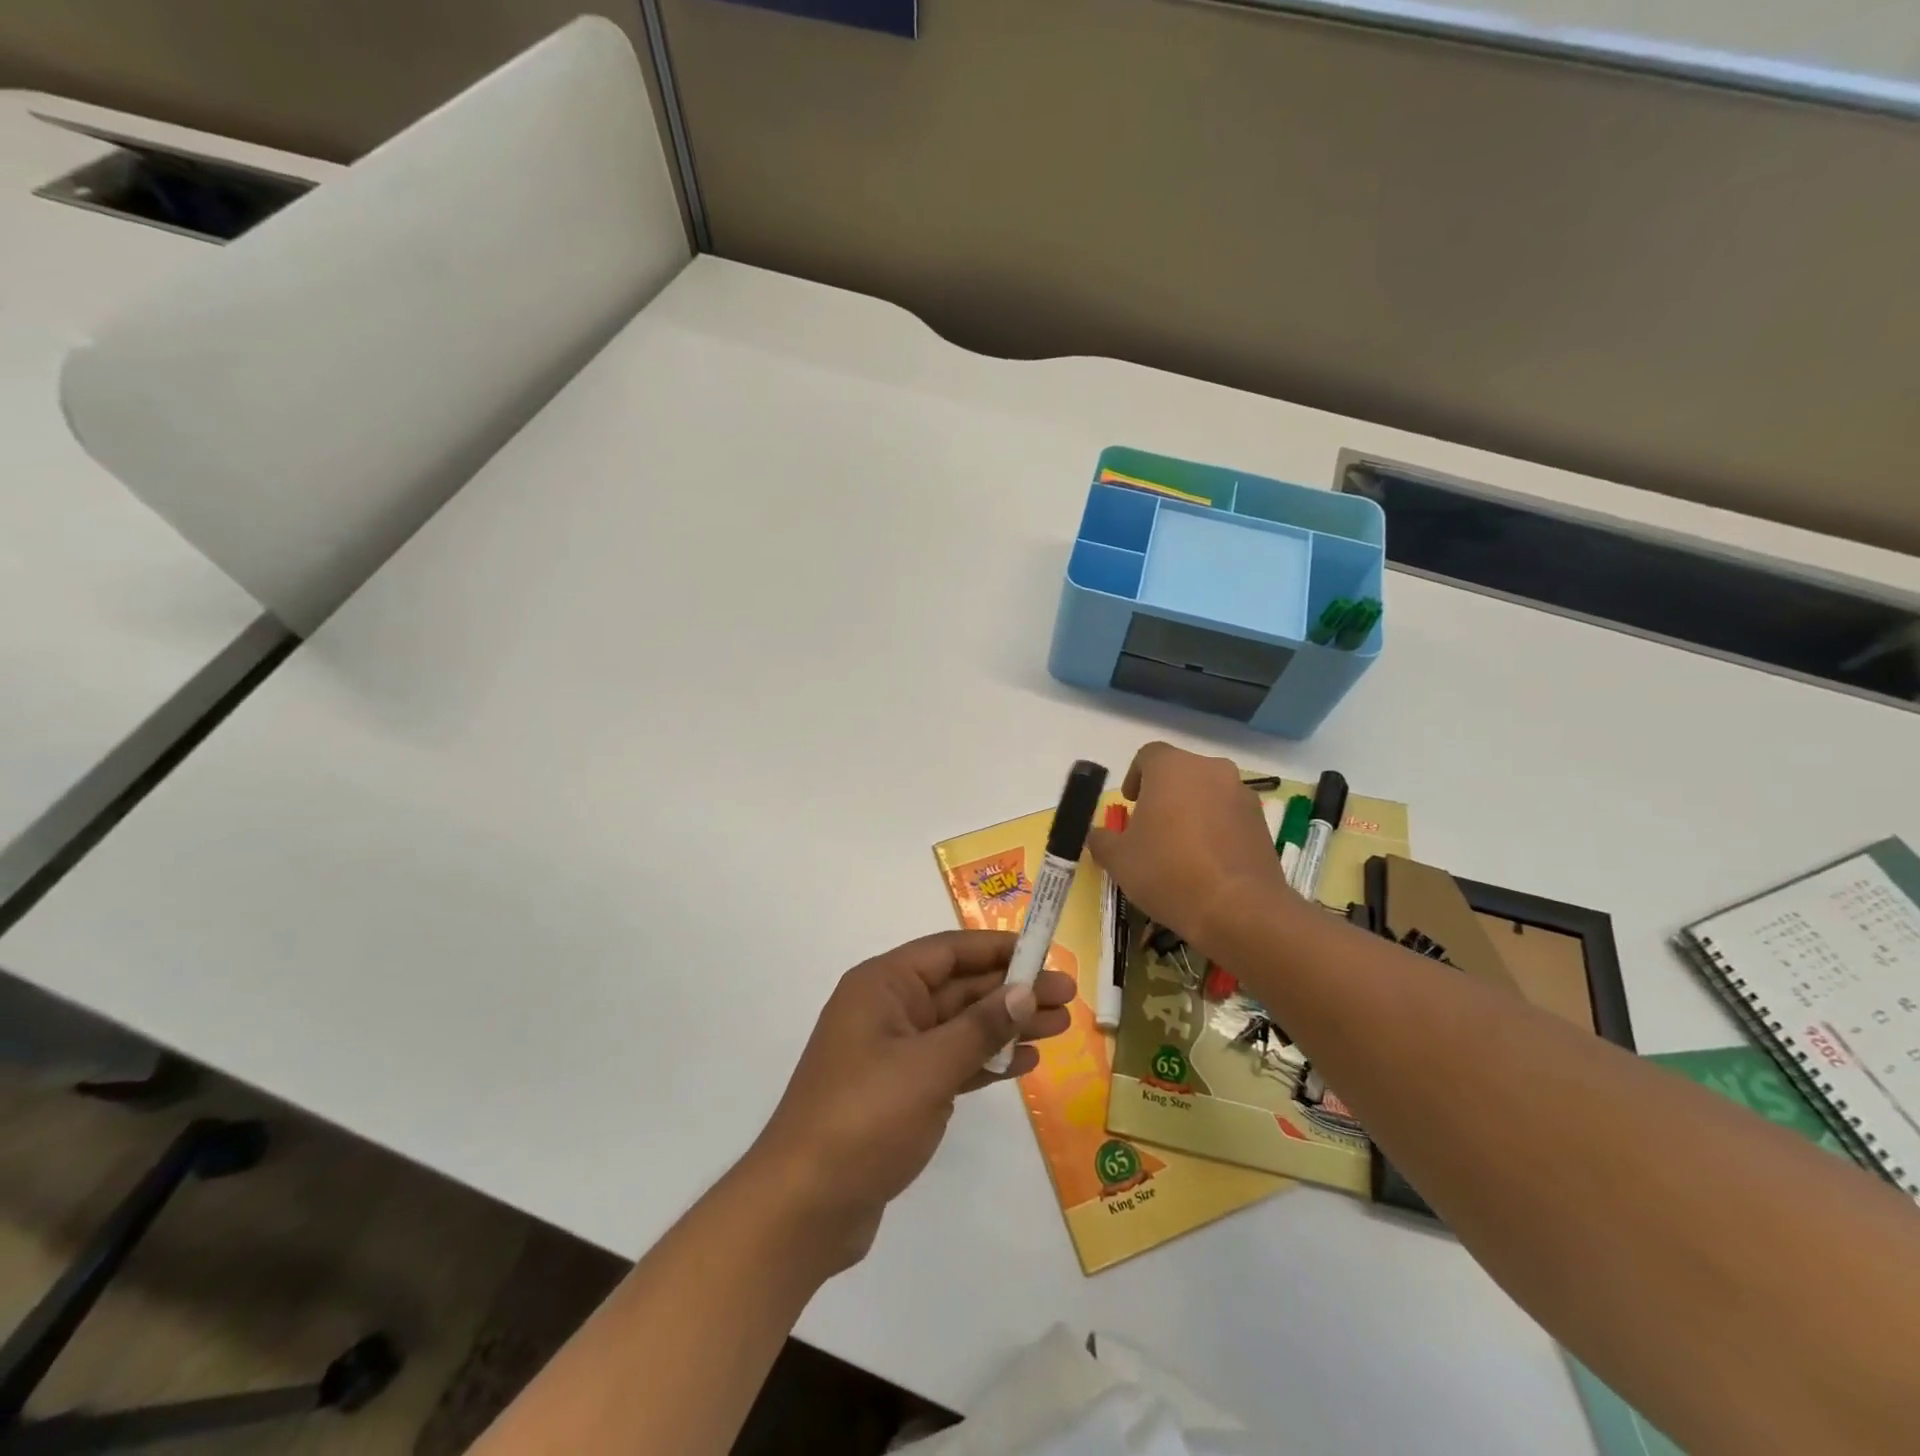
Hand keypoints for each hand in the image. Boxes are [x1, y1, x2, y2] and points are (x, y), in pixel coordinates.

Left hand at [744, 930, 1074, 1275]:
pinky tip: (1024, 1061)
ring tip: (1059, 1027)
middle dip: (1012, 990)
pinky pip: (952, 1062)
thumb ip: (980, 1027)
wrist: (804, 1207)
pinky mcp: (902, 1092)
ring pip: (960, 1026)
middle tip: (1068, 996)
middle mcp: (888, 1010)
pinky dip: (986, 1060)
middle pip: (959, 988)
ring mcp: (894, 1053)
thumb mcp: (928, 1067)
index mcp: (883, 986)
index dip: (998, 949)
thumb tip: (1025, 990)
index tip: (1045, 952)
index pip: (949, 951)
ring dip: (1006, 1025)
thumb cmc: (864, 1118)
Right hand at [1085, 742, 1291, 957]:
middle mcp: (1210, 770)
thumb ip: (1102, 840)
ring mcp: (1241, 794)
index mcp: (1172, 767)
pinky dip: (1216, 829)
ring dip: (1192, 811)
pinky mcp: (1261, 823)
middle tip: (1151, 828)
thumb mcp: (1118, 859)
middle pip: (1180, 773)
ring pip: (1208, 793)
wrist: (1238, 908)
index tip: (1130, 804)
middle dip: (1164, 794)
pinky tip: (1206, 863)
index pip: (1148, 755)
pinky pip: (1229, 816)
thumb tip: (1100, 835)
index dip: (1135, 777)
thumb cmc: (1167, 871)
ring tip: (1180, 849)